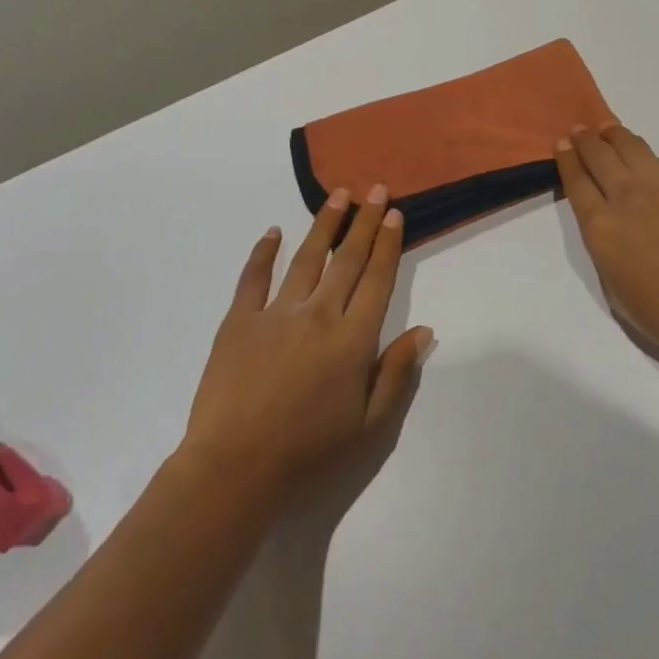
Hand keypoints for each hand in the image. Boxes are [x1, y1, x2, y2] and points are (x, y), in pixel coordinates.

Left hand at [181, 187, 432, 492]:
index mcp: (353, 339)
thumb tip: (424, 330)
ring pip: (306, 259)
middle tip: (376, 190)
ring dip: (325, 225)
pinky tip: (273, 232)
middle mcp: (319, 315)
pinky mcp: (239, 321)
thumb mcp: (369, 425)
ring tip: (338, 195)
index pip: (377, 280)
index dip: (389, 245)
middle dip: (365, 222)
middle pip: (348, 259)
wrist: (234, 469)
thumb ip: (397, 373)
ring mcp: (276, 314)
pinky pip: (253, 278)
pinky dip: (263, 253)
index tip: (395, 215)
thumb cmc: (309, 452)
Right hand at [557, 125, 658, 370]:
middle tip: (581, 130)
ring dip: (616, 136)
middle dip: (586, 139)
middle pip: (600, 154)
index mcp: (601, 226)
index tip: (562, 143)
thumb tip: (611, 220)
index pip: (576, 180)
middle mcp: (627, 196)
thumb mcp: (613, 284)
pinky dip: (654, 160)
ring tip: (610, 131)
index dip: (567, 158)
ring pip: (632, 146)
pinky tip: (655, 166)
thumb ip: (605, 244)